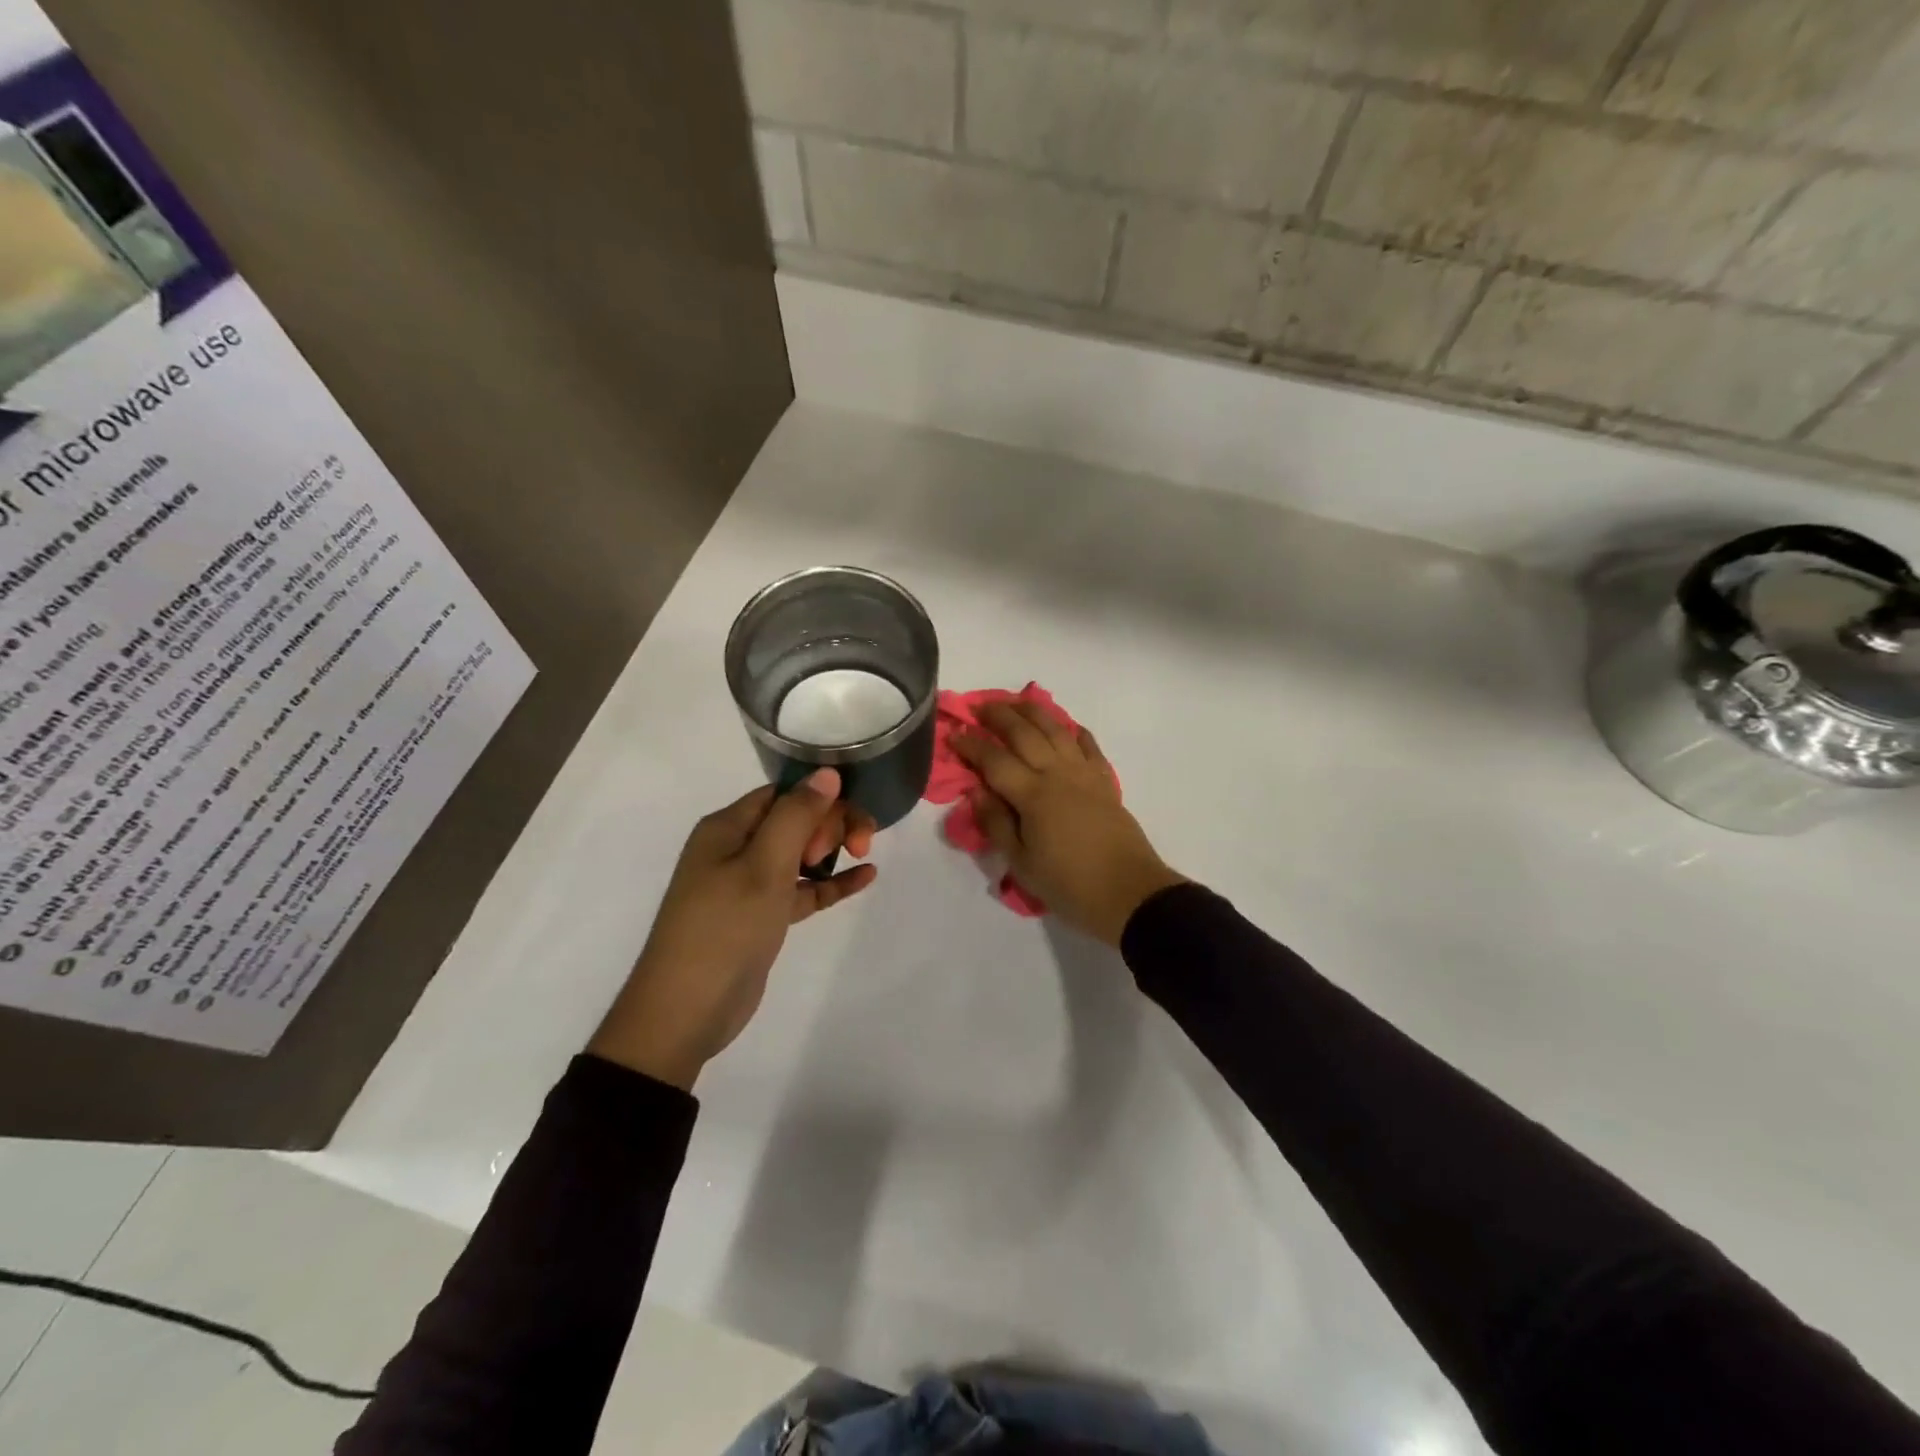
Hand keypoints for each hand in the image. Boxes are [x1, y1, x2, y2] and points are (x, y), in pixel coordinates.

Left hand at [589, 769, 876, 1088]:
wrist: (686, 1012)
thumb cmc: (724, 929)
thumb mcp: (763, 867)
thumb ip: (797, 816)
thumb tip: (827, 773)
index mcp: (727, 828)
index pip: (784, 794)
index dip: (820, 800)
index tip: (846, 824)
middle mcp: (736, 849)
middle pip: (795, 819)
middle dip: (831, 824)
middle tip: (856, 847)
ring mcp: (749, 885)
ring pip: (801, 853)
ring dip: (833, 849)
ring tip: (865, 856)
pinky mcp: (763, 916)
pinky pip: (803, 889)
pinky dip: (831, 882)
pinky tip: (865, 877)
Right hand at [953, 702, 1184, 946]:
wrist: (1130, 893)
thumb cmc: (1069, 884)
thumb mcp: (1022, 864)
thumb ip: (997, 824)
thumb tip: (977, 792)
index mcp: (1033, 795)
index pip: (994, 760)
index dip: (972, 745)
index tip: (954, 734)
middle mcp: (1058, 774)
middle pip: (1025, 733)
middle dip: (999, 716)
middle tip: (979, 707)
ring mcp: (1085, 774)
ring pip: (1057, 730)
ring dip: (1034, 712)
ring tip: (1017, 702)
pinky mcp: (1105, 782)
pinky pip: (1089, 746)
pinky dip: (1075, 731)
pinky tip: (1066, 726)